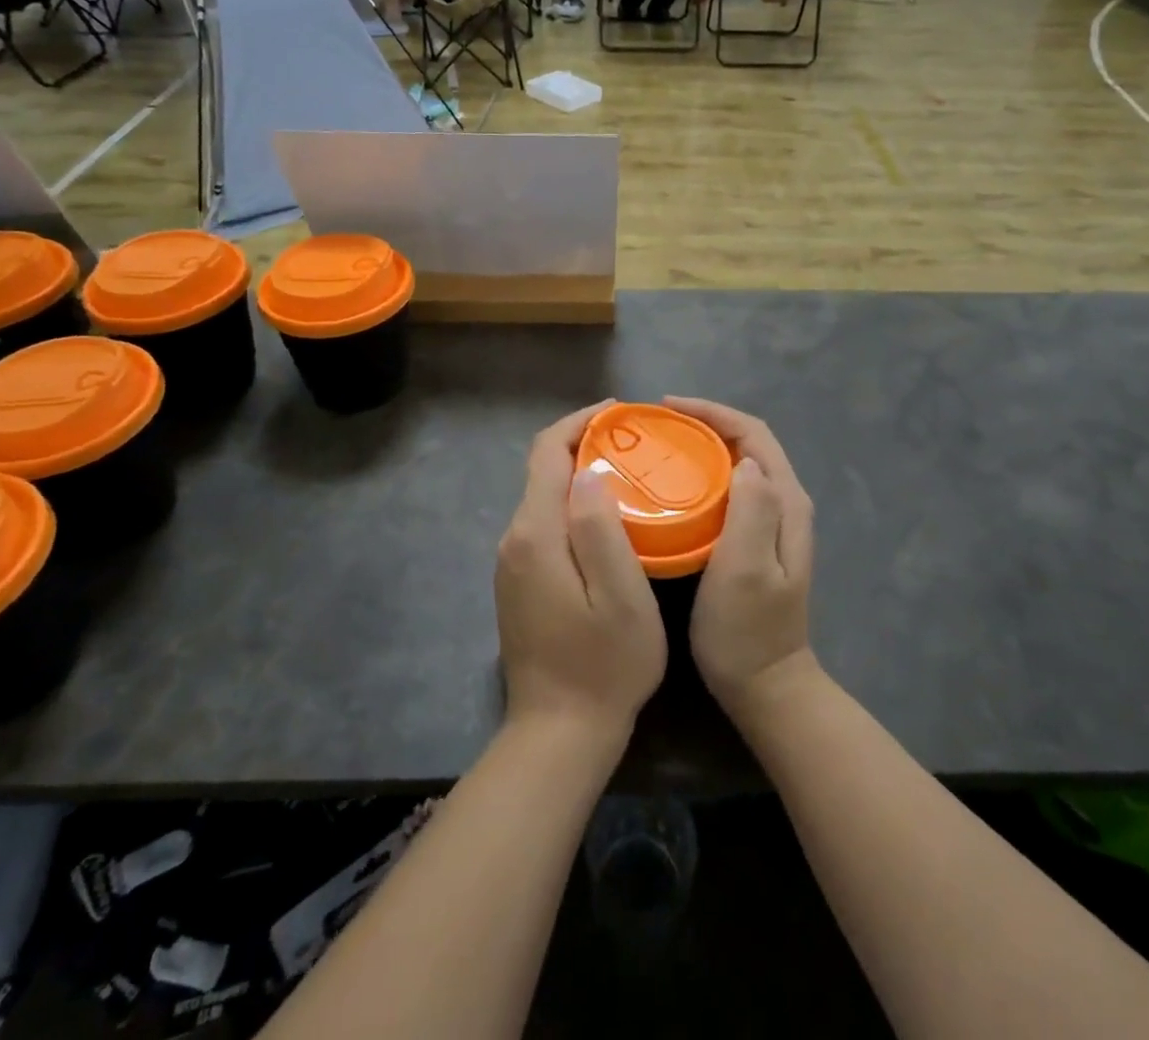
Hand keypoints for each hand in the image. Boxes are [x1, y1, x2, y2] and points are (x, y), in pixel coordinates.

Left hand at [495, 402, 666, 741]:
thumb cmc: (603, 666)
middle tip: (636, 444)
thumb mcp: (620, 598)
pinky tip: (607, 519)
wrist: (558, 734)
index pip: (547, 452)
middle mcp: (514, 539)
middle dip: (584, 445)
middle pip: (542, 470)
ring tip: (629, 474)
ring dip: (579, 475)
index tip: (620, 414)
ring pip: (544, 498)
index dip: (580, 422)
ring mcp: (512, 563)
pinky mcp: (519, 582)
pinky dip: (572, 506)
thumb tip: (588, 472)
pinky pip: (544, 524)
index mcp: (536, 534)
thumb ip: (600, 530)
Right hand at [665, 398, 819, 723]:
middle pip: (746, 443)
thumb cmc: (748, 630)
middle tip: (656, 425)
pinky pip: (729, 489)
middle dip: (703, 423)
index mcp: (785, 501)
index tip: (667, 408)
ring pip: (736, 464)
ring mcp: (772, 522)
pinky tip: (674, 487)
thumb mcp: (748, 569)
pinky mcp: (755, 540)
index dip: (712, 413)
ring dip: (701, 447)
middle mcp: (784, 503)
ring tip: (659, 446)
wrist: (766, 687)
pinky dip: (702, 475)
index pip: (753, 433)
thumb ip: (753, 511)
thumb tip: (744, 460)